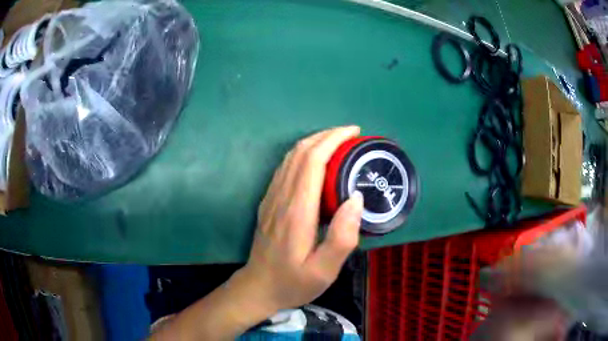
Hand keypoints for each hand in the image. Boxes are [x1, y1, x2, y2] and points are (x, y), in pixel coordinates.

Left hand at [149, 126, 363, 340]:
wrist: (258, 287)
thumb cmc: (293, 282)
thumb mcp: (323, 271)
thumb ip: (342, 237)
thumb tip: (355, 198)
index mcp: (297, 211)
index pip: (313, 161)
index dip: (333, 140)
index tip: (354, 133)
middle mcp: (281, 197)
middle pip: (300, 152)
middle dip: (326, 135)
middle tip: (351, 135)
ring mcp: (271, 197)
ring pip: (291, 157)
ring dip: (314, 142)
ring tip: (338, 142)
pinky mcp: (268, 202)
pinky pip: (285, 168)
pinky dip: (303, 155)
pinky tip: (317, 161)